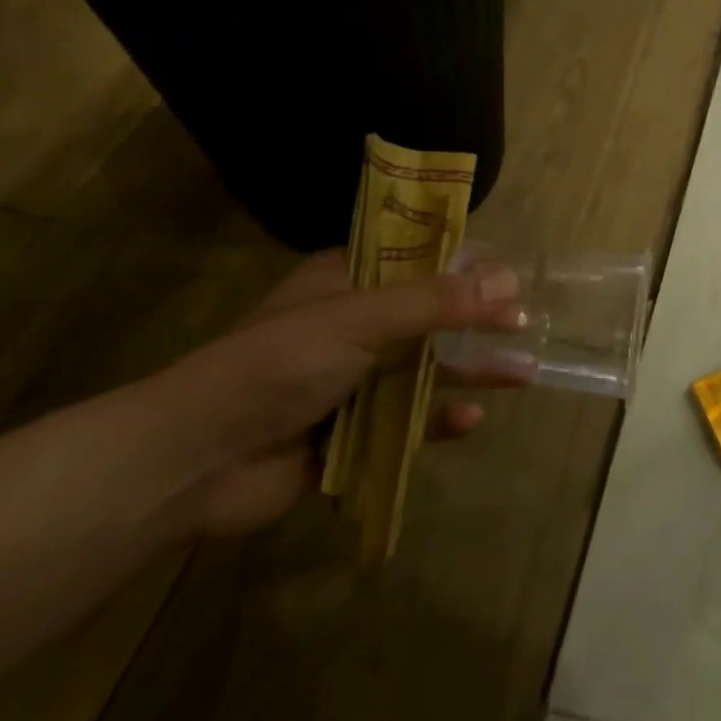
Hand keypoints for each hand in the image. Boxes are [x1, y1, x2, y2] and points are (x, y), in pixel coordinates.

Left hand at [145, 252, 530, 537]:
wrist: (195, 461)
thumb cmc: (278, 365)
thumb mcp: (360, 319)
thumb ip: (435, 302)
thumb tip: (510, 283)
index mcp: (346, 282)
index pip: (417, 259)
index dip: (466, 264)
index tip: (511, 275)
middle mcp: (353, 326)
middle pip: (431, 317)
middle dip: (479, 322)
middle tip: (526, 325)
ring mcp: (352, 381)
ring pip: (425, 370)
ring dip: (472, 372)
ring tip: (524, 374)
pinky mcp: (350, 432)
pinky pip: (406, 422)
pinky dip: (437, 421)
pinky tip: (470, 421)